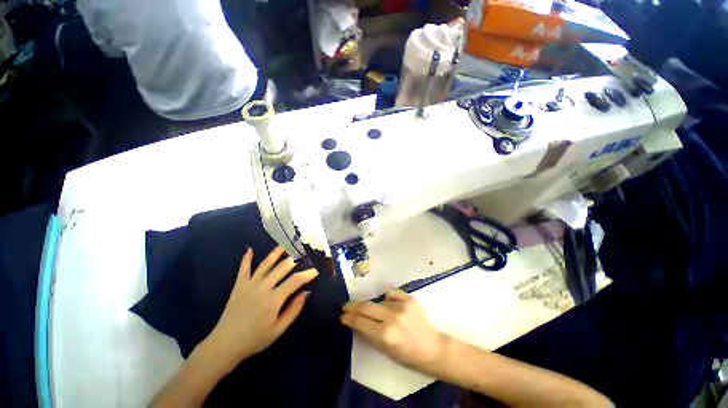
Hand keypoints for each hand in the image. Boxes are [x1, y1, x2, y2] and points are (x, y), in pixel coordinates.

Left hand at [207, 246, 318, 365]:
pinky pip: (244, 268)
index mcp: (274, 298)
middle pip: (282, 267)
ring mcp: (250, 284)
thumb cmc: (255, 339)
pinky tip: (250, 249)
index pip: (295, 280)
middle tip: (303, 255)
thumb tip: (306, 293)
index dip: (307, 274)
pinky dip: (246, 258)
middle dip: (295, 260)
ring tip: (284, 245)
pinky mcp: (239, 285)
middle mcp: (263, 287)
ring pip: (266, 264)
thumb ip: (293, 310)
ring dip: (276, 253)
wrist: (225, 344)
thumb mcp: (278, 330)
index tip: (315, 271)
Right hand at [340, 290, 447, 372]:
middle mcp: (391, 317)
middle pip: (366, 306)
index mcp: (385, 335)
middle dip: (353, 306)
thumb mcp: (384, 350)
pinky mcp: (409, 298)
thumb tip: (356, 321)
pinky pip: (391, 294)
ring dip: (375, 307)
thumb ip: (369, 334)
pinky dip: (388, 299)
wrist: (433, 348)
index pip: (360, 322)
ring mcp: (401, 306)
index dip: (349, 317)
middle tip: (346, 306)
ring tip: (382, 315)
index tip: (342, 315)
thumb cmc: (407, 355)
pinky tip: (392, 305)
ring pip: (378, 301)